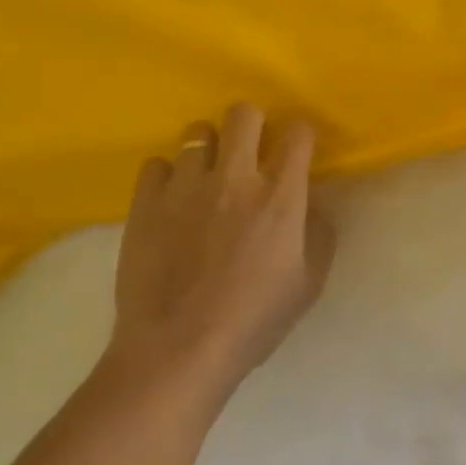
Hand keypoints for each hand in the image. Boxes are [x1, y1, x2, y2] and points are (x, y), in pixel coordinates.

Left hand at [101, 104, 334, 397]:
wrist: (177, 351)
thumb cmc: (252, 322)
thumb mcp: (308, 284)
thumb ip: (319, 234)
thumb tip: (312, 203)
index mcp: (279, 196)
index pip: (298, 133)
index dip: (301, 135)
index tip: (297, 150)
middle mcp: (235, 177)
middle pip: (244, 113)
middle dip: (253, 124)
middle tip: (250, 151)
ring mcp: (186, 186)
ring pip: (197, 132)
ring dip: (208, 149)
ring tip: (206, 177)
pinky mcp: (146, 202)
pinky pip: (157, 164)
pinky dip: (168, 176)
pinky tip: (172, 201)